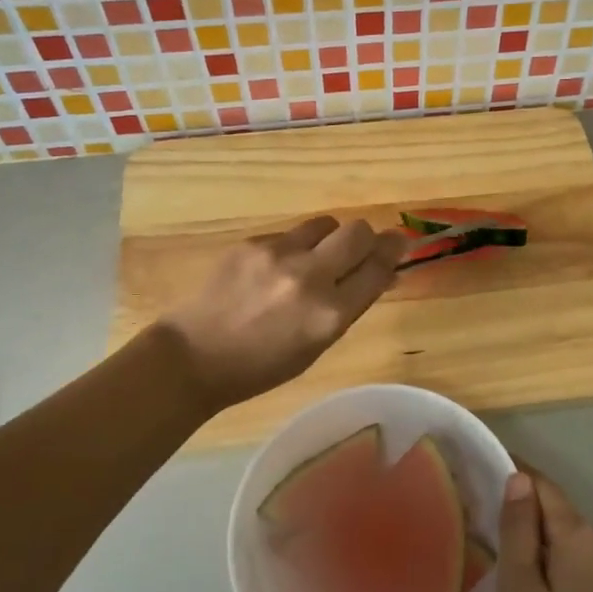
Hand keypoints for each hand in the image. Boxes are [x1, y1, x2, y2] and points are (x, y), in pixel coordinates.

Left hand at [159, 215, 406, 409]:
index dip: (392, 252)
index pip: (377, 267)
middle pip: (358, 231)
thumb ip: (349, 307)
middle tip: (360, 249)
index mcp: (330, 315)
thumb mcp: (316, 346)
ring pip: (325, 224)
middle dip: (366, 238)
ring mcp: (278, 255)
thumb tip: (381, 274)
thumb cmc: (261, 367)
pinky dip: (293, 248)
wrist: (194, 357)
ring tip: (314, 258)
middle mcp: (310, 278)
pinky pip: (290, 234)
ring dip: (330, 238)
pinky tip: (274, 271)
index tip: (398, 244)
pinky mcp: (253, 243)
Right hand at [499, 469, 592, 591]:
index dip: (516, 475)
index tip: (487, 474)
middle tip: (495, 548)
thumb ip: (518, 532)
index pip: (543, 485)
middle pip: (560, 514)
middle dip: (529, 522)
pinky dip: (569, 569)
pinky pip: (592, 564)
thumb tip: (518, 479)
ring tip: (523, 586)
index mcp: (580, 534)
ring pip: (576, 542)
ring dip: (549, 550)